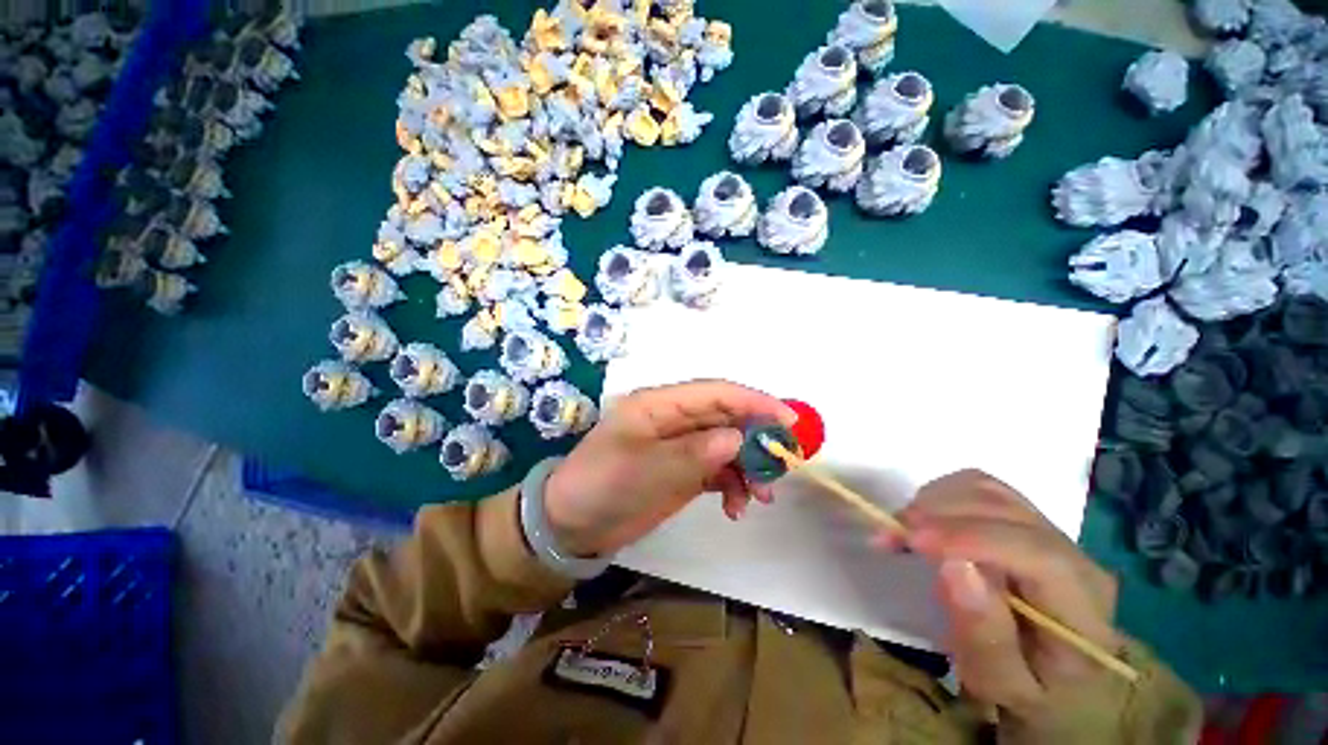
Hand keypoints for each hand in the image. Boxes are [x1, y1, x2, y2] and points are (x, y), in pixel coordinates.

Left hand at [543, 380, 794, 556]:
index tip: (788, 421)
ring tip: (760, 497)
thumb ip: (693, 453)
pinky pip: (719, 470)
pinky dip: (733, 485)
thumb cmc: (601, 488)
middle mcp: (674, 419)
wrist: (572, 527)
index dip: (754, 401)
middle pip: (727, 418)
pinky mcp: (683, 470)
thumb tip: (738, 439)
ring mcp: (681, 446)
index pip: (715, 393)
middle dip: (757, 439)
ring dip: (748, 467)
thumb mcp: (645, 470)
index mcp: (660, 404)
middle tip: (782, 467)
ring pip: (727, 445)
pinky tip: (736, 508)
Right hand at [893, 470, 1123, 728]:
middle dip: (937, 514)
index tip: (910, 538)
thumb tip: (952, 565)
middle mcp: (1073, 553)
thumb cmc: (1028, 688)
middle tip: (888, 535)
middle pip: (1004, 509)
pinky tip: (923, 522)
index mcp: (1084, 605)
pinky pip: (978, 488)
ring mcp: (1049, 528)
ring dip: (934, 502)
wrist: (1061, 676)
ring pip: (986, 489)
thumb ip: (984, 635)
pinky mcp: (1023, 518)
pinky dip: (940, 496)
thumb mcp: (1002, 683)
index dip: (970, 536)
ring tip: (901, 530)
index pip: (1035, 552)